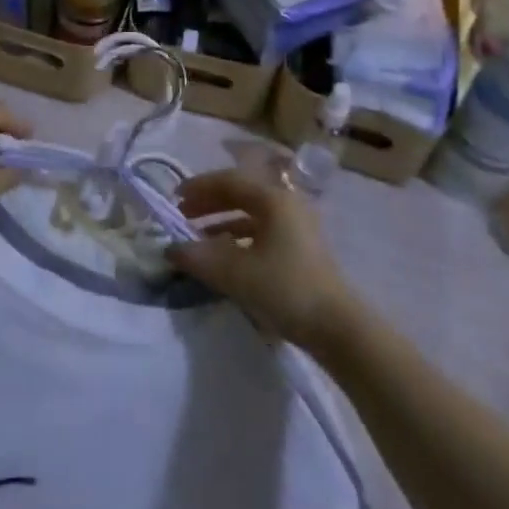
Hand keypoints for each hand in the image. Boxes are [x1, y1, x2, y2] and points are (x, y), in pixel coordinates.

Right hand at [168, 169, 359, 348]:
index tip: (174, 198)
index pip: (229, 181)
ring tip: (198, 238)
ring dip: (222, 221)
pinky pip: (262, 231)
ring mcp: (296, 225)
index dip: (199, 187)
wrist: (338, 328)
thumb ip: (200, 258)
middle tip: (183, 216)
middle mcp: (286, 203)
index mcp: (273, 198)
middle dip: (209, 203)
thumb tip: (170, 249)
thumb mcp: (237, 274)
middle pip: (240, 193)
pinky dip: (239, 237)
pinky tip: (225, 255)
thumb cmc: (287, 289)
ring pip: (251, 213)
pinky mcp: (300, 248)